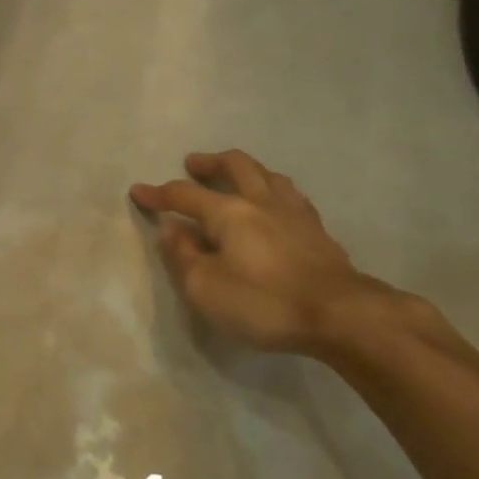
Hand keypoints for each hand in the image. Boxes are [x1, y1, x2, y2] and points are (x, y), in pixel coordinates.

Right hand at [131, 150, 404, 363]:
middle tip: (194, 164)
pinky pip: (290, 196)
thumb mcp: (205, 288)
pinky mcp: (318, 231)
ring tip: (236, 178)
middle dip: (210, 163)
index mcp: (229, 212)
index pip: (184, 194)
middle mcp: (261, 201)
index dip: (158, 193)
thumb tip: (172, 229)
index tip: (138, 191)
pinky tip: (275, 206)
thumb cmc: (264, 302)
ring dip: (246, 171)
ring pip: (268, 175)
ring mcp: (295, 212)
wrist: (340, 314)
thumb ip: (183, 255)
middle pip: (235, 166)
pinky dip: (273, 192)